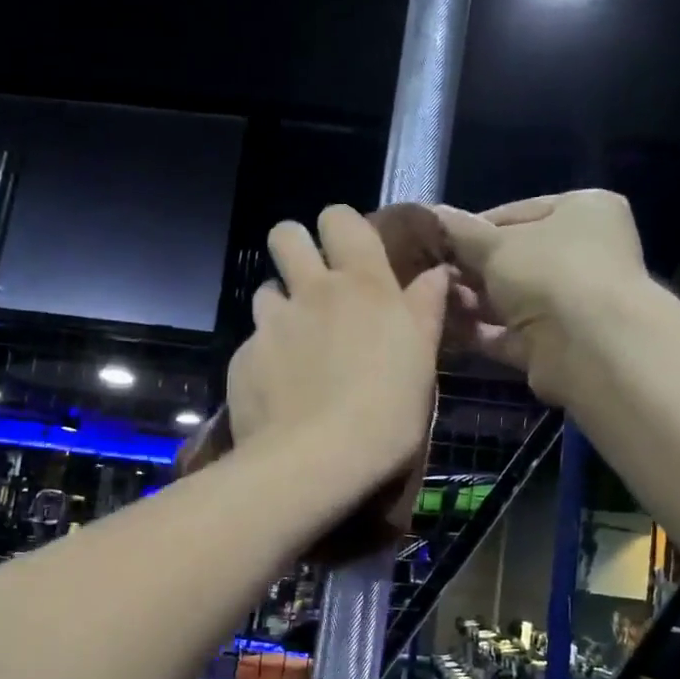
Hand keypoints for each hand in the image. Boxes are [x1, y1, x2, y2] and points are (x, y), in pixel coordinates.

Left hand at [227, 205, 448, 495]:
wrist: (316, 459)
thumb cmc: (386, 412)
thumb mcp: (420, 362)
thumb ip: (424, 310)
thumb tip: (436, 273)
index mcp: (362, 285)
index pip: (340, 218)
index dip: (340, 227)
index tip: (348, 253)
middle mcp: (311, 291)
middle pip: (286, 235)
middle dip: (295, 247)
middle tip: (310, 283)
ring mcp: (271, 323)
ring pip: (265, 290)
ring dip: (279, 306)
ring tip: (295, 344)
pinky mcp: (243, 357)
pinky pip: (252, 341)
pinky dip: (265, 356)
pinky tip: (278, 387)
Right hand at [434, 190, 647, 405]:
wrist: (587, 347)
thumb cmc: (549, 273)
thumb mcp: (495, 244)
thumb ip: (458, 232)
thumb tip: (425, 214)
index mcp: (582, 212)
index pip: (515, 213)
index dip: (471, 228)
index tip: (434, 241)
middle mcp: (583, 254)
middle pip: (512, 258)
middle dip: (468, 268)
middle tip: (426, 273)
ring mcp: (570, 302)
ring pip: (508, 298)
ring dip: (469, 300)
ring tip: (427, 298)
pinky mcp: (553, 344)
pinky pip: (506, 333)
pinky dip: (477, 331)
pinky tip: (441, 327)